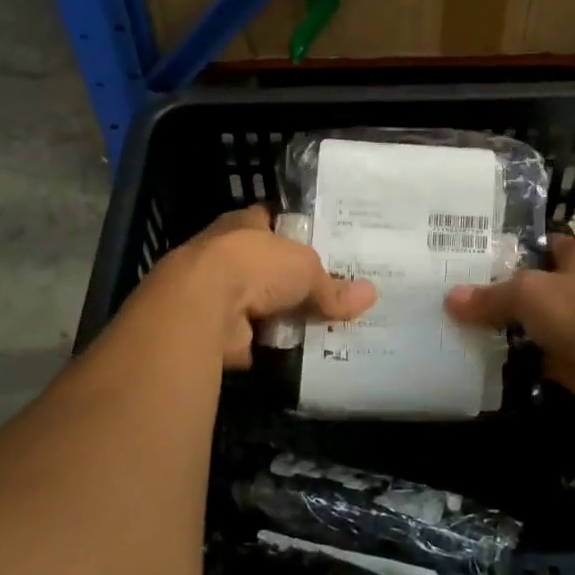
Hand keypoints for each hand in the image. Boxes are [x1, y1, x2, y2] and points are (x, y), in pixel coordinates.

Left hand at [144, 206, 375, 366]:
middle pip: (266, 267)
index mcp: (244, 224)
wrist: (203, 306)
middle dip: (291, 281)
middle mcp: (226, 254)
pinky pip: (253, 339)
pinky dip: (270, 346)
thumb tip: (371, 295)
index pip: (271, 221)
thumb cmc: (255, 265)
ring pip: (260, 304)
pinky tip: (298, 353)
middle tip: (330, 294)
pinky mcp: (215, 330)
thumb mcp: (306, 268)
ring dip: (281, 317)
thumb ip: (333, 286)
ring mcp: (217, 293)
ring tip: (322, 327)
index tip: (320, 244)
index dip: (293, 231)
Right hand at [444, 235, 574, 427]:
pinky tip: (483, 360)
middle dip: (501, 293)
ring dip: (508, 330)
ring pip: (535, 324)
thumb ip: (490, 296)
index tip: (471, 258)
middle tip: (456, 296)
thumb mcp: (529, 293)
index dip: (509, 250)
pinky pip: (539, 357)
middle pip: (535, 286)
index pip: (541, 245)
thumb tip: (450, 299)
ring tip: (460, 328)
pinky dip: (518, 360)